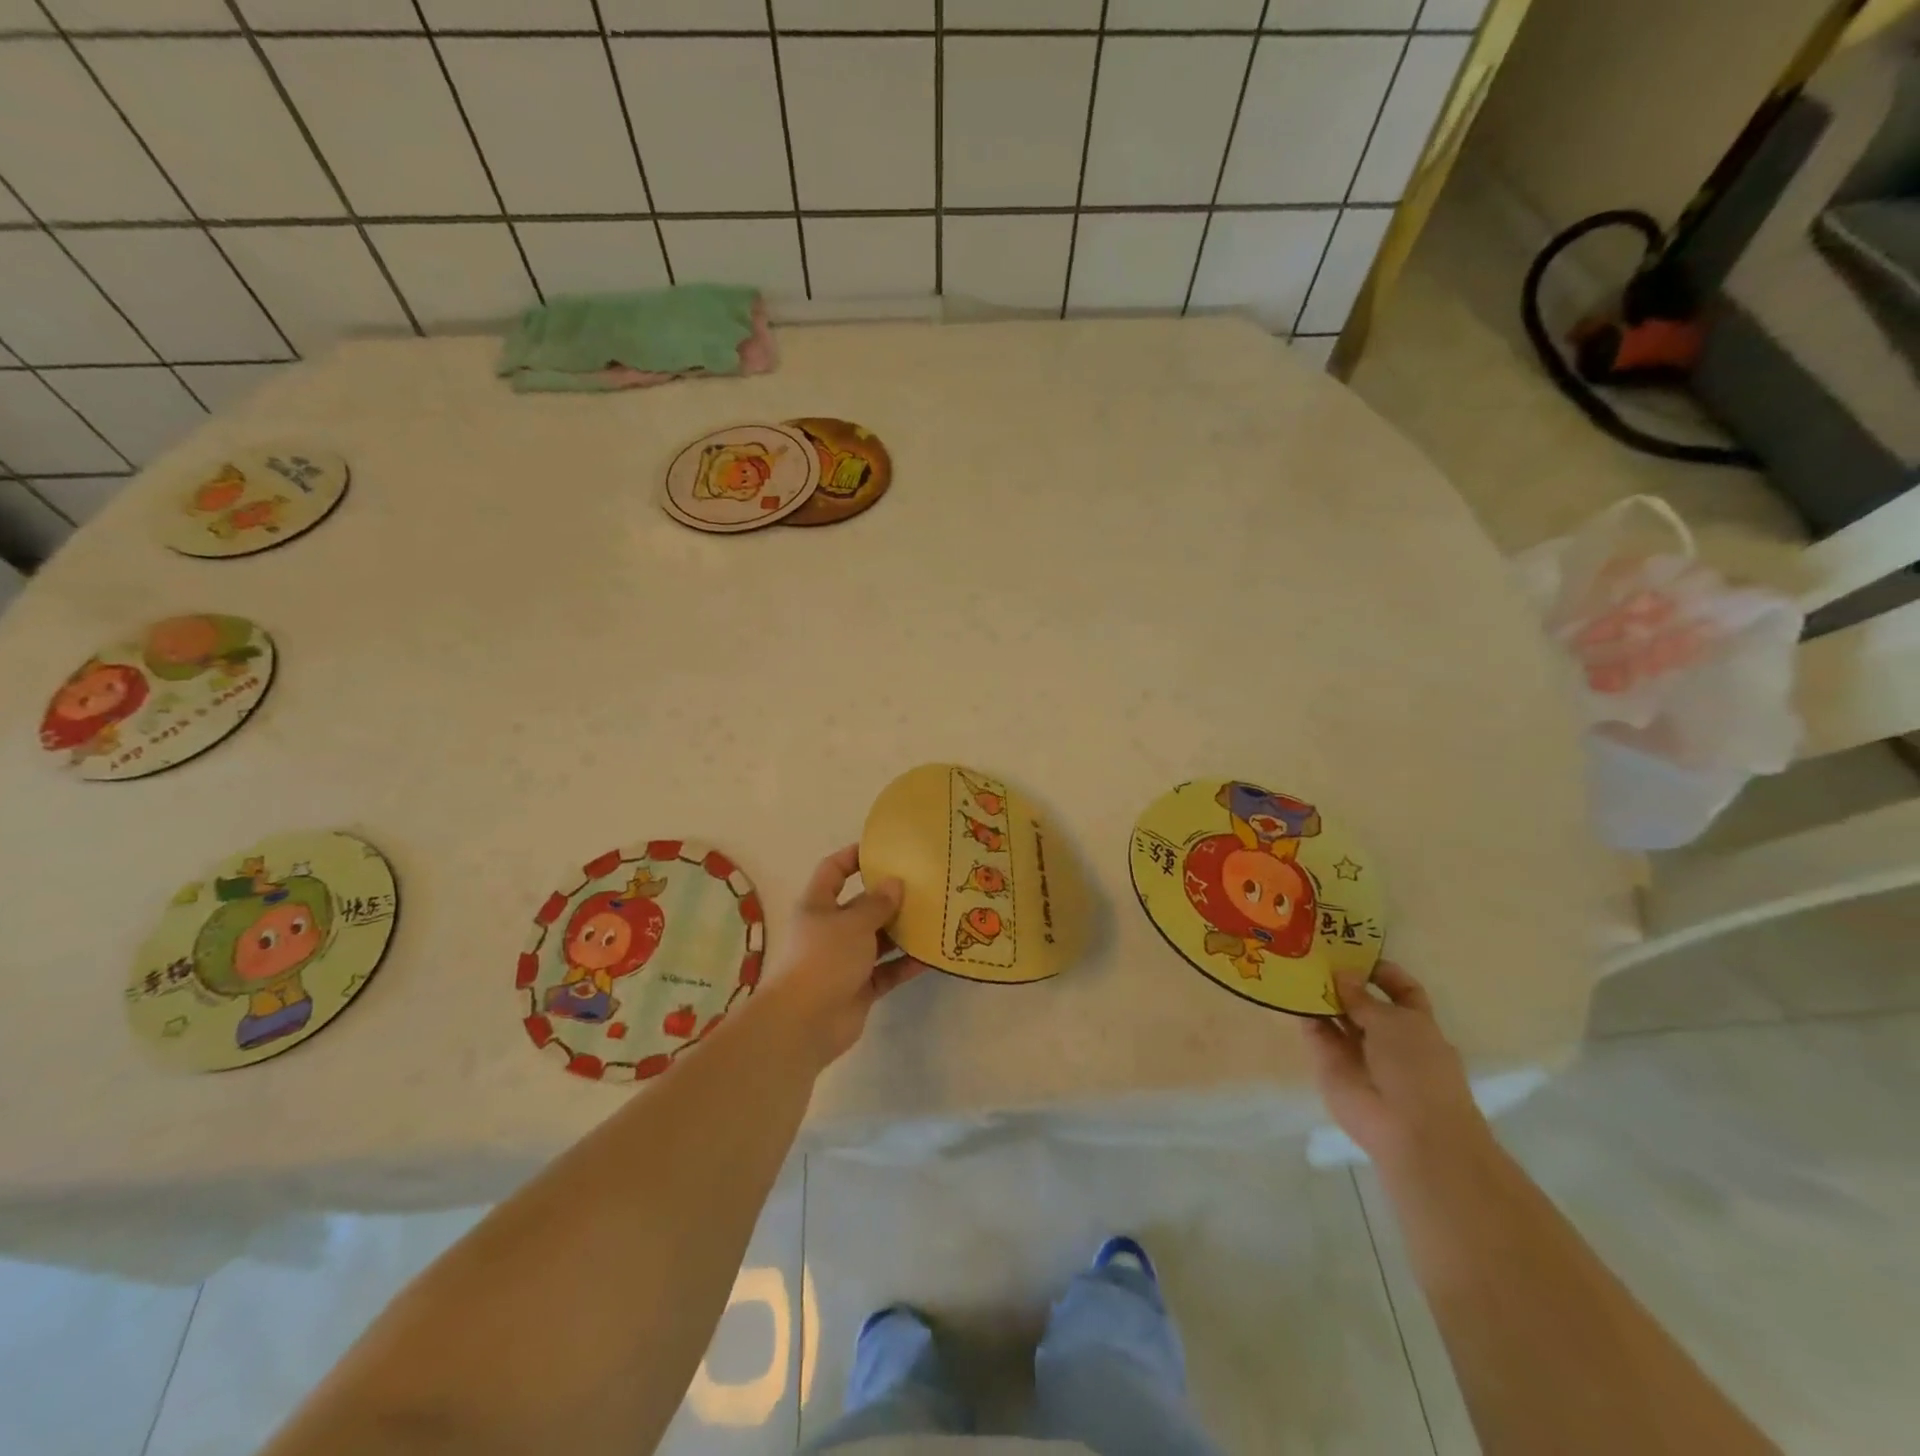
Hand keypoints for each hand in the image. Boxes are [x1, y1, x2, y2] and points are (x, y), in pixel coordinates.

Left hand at [759, 845, 928, 1067]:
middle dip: (889, 897)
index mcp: (818, 905)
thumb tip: (894, 883)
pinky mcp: (859, 988)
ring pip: (878, 939)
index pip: (833, 870)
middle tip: (924, 885)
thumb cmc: (824, 959)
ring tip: (935, 917)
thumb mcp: (852, 923)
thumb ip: (877, 903)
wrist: (804, 1023)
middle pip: (861, 906)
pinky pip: (887, 970)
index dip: (854, 856)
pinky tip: (932, 956)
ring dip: (902, 931)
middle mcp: (830, 930)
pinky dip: (905, 964)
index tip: (884, 849)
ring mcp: (845, 961)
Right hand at [1301, 962, 1489, 1170]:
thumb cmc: (1418, 1070)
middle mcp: (1386, 1036)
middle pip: (1361, 1001)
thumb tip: (1343, 974)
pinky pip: (1314, 1032)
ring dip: (1318, 993)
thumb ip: (1363, 997)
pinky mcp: (1329, 1063)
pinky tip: (1286, 988)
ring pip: (1335, 1015)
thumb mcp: (1396, 1023)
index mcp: (1415, 1024)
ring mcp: (1356, 1050)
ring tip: (1294, 962)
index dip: (1383, 972)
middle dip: (1342, 979)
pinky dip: (1302, 1012)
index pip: (1401, 991)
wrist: (1410, 1131)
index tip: (1356, 953)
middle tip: (1312, 950)